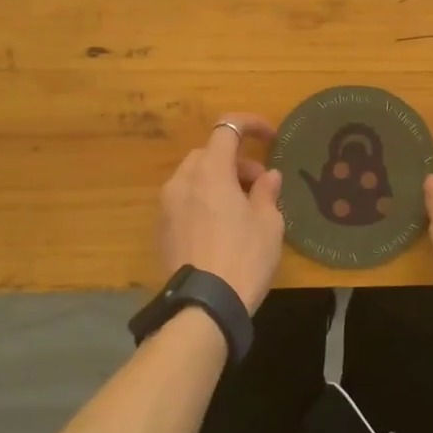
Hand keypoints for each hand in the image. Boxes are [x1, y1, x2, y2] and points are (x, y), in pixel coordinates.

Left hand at [157, 115, 284, 313]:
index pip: (227, 128)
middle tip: (260, 185)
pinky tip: (221, 228)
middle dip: (237, 161)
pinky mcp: (161, 228)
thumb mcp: (268, 224)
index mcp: (210, 171)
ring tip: (242, 209)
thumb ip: (267, 192)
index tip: (271, 137)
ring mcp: (167, 204)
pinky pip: (184, 200)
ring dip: (219, 181)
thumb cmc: (243, 258)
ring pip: (195, 177)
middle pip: (209, 154)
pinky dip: (203, 200)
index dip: (251, 124)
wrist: (203, 307)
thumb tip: (268, 176)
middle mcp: (183, 180)